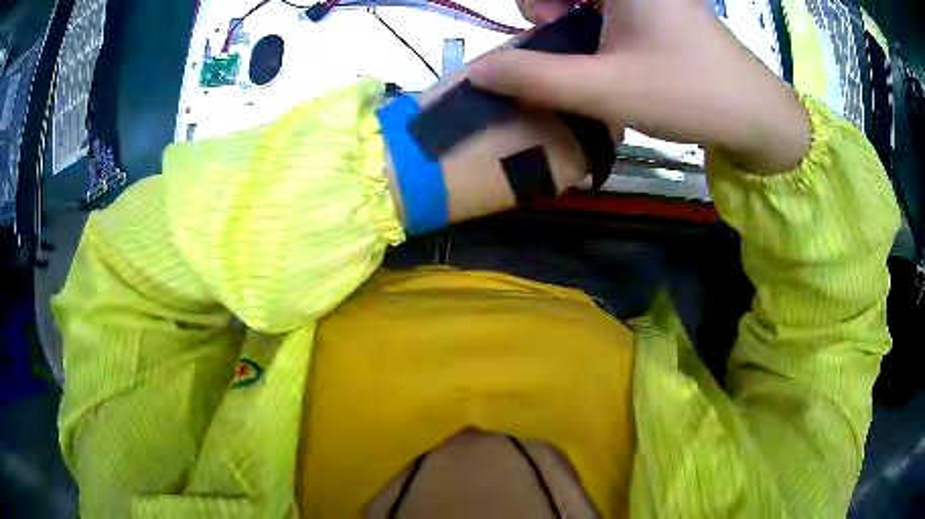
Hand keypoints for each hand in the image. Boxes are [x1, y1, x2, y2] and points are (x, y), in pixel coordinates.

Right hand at [474, 0, 810, 173]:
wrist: (756, 116)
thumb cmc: (689, 95)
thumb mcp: (607, 90)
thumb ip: (536, 78)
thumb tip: (478, 71)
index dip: (533, 7)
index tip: (537, 28)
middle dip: (544, 6)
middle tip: (553, 36)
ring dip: (566, 14)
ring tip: (582, 49)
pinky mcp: (657, 6)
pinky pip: (606, 3)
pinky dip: (590, 19)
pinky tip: (604, 47)